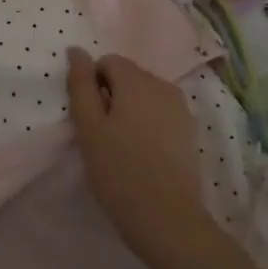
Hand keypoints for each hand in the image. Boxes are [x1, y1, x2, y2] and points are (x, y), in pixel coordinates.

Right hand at [66, 47, 213, 266]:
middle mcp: (163, 86)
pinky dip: (149, 124)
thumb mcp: (88, 127)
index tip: (90, 118)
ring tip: (122, 146)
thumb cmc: (118, 170)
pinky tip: (144, 154)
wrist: (166, 218)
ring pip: (146, 95)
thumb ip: (80, 84)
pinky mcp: (190, 132)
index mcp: (137, 81)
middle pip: (129, 76)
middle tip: (102, 134)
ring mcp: (181, 109)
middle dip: (112, 95)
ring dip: (130, 110)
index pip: (107, 61)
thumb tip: (77, 50)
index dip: (93, 85)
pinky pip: (162, 114)